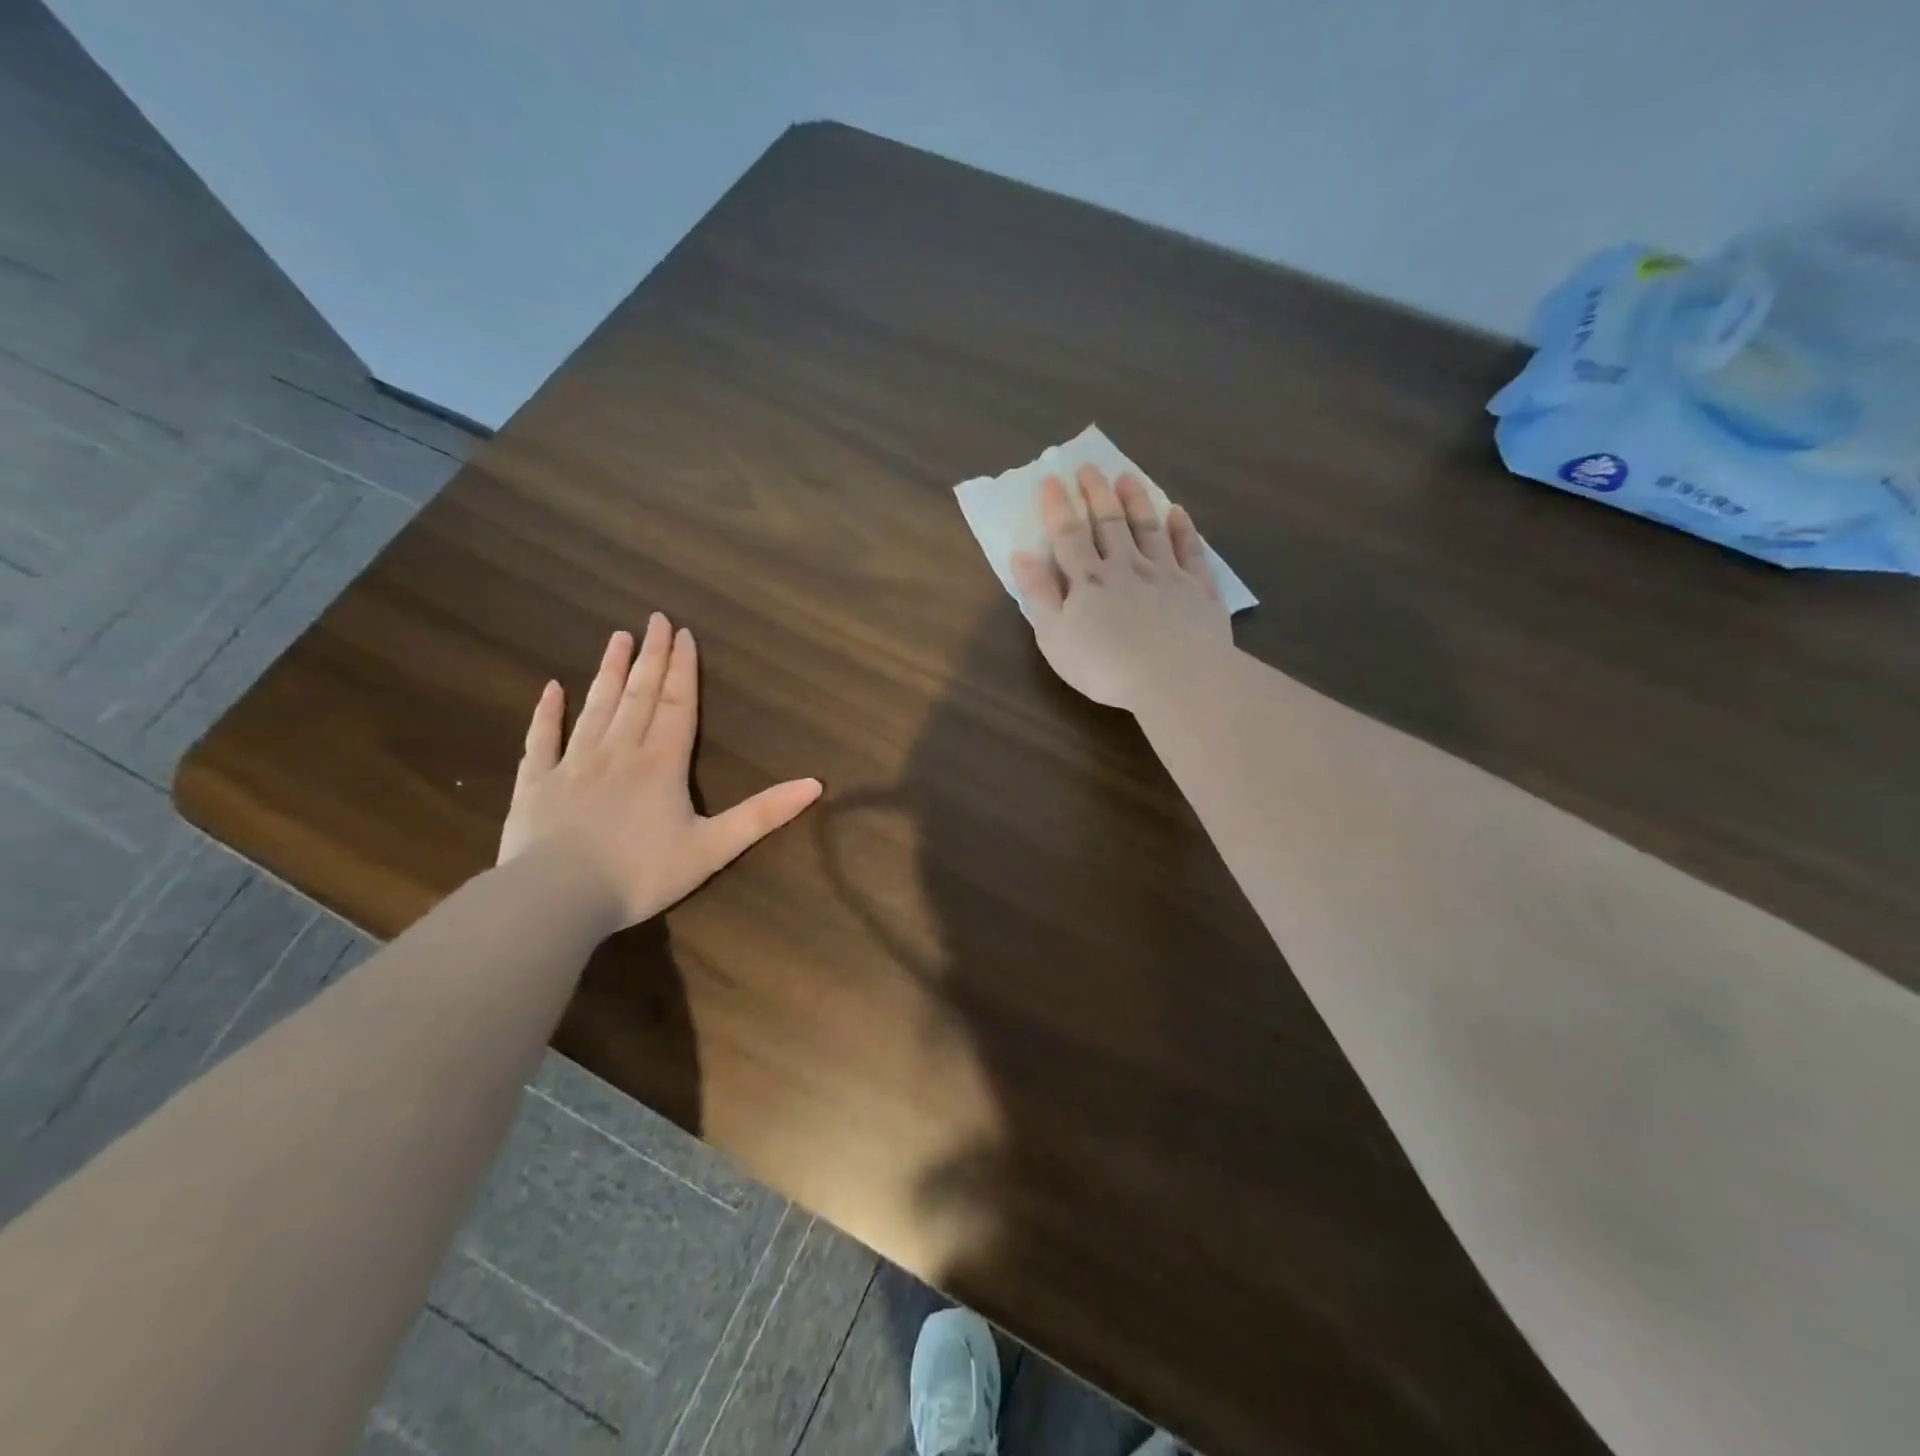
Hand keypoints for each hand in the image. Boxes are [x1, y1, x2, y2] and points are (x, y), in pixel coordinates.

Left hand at [498, 615, 822, 931]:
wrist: (556, 899)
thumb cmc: (640, 874)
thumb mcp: (713, 848)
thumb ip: (763, 815)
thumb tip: (815, 784)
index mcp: (661, 763)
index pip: (677, 704)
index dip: (683, 668)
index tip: (683, 633)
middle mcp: (619, 751)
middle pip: (639, 695)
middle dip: (650, 656)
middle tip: (654, 619)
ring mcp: (573, 763)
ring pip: (596, 706)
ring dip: (609, 671)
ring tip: (617, 638)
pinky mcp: (536, 783)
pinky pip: (543, 739)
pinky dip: (547, 712)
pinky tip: (551, 688)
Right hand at [1010, 465, 1232, 711]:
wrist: (1176, 678)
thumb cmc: (1104, 666)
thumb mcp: (1054, 637)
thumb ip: (1038, 594)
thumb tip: (1021, 555)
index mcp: (1088, 580)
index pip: (1069, 535)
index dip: (1058, 507)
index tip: (1051, 479)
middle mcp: (1126, 567)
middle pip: (1110, 524)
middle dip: (1097, 494)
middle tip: (1090, 467)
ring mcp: (1166, 575)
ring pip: (1149, 529)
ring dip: (1137, 502)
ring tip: (1128, 477)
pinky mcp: (1198, 590)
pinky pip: (1190, 551)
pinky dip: (1183, 530)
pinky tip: (1178, 514)